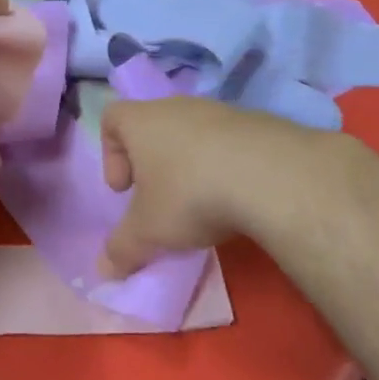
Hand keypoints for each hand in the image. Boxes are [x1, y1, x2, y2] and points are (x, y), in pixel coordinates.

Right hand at [98, 97, 316, 276]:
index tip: (125, 190)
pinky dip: (227, 165)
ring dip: (191, 164)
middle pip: (154, 126)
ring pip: (194, 134)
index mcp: (142, 122)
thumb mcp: (148, 232)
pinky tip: (238, 197)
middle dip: (152, 164)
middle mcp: (178, 107)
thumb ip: (121, 250)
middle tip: (160, 200)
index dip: (110, 154)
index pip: (112, 118)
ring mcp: (222, 111)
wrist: (274, 177)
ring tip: (203, 202)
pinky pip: (231, 142)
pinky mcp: (260, 124)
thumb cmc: (190, 195)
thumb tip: (104, 272)